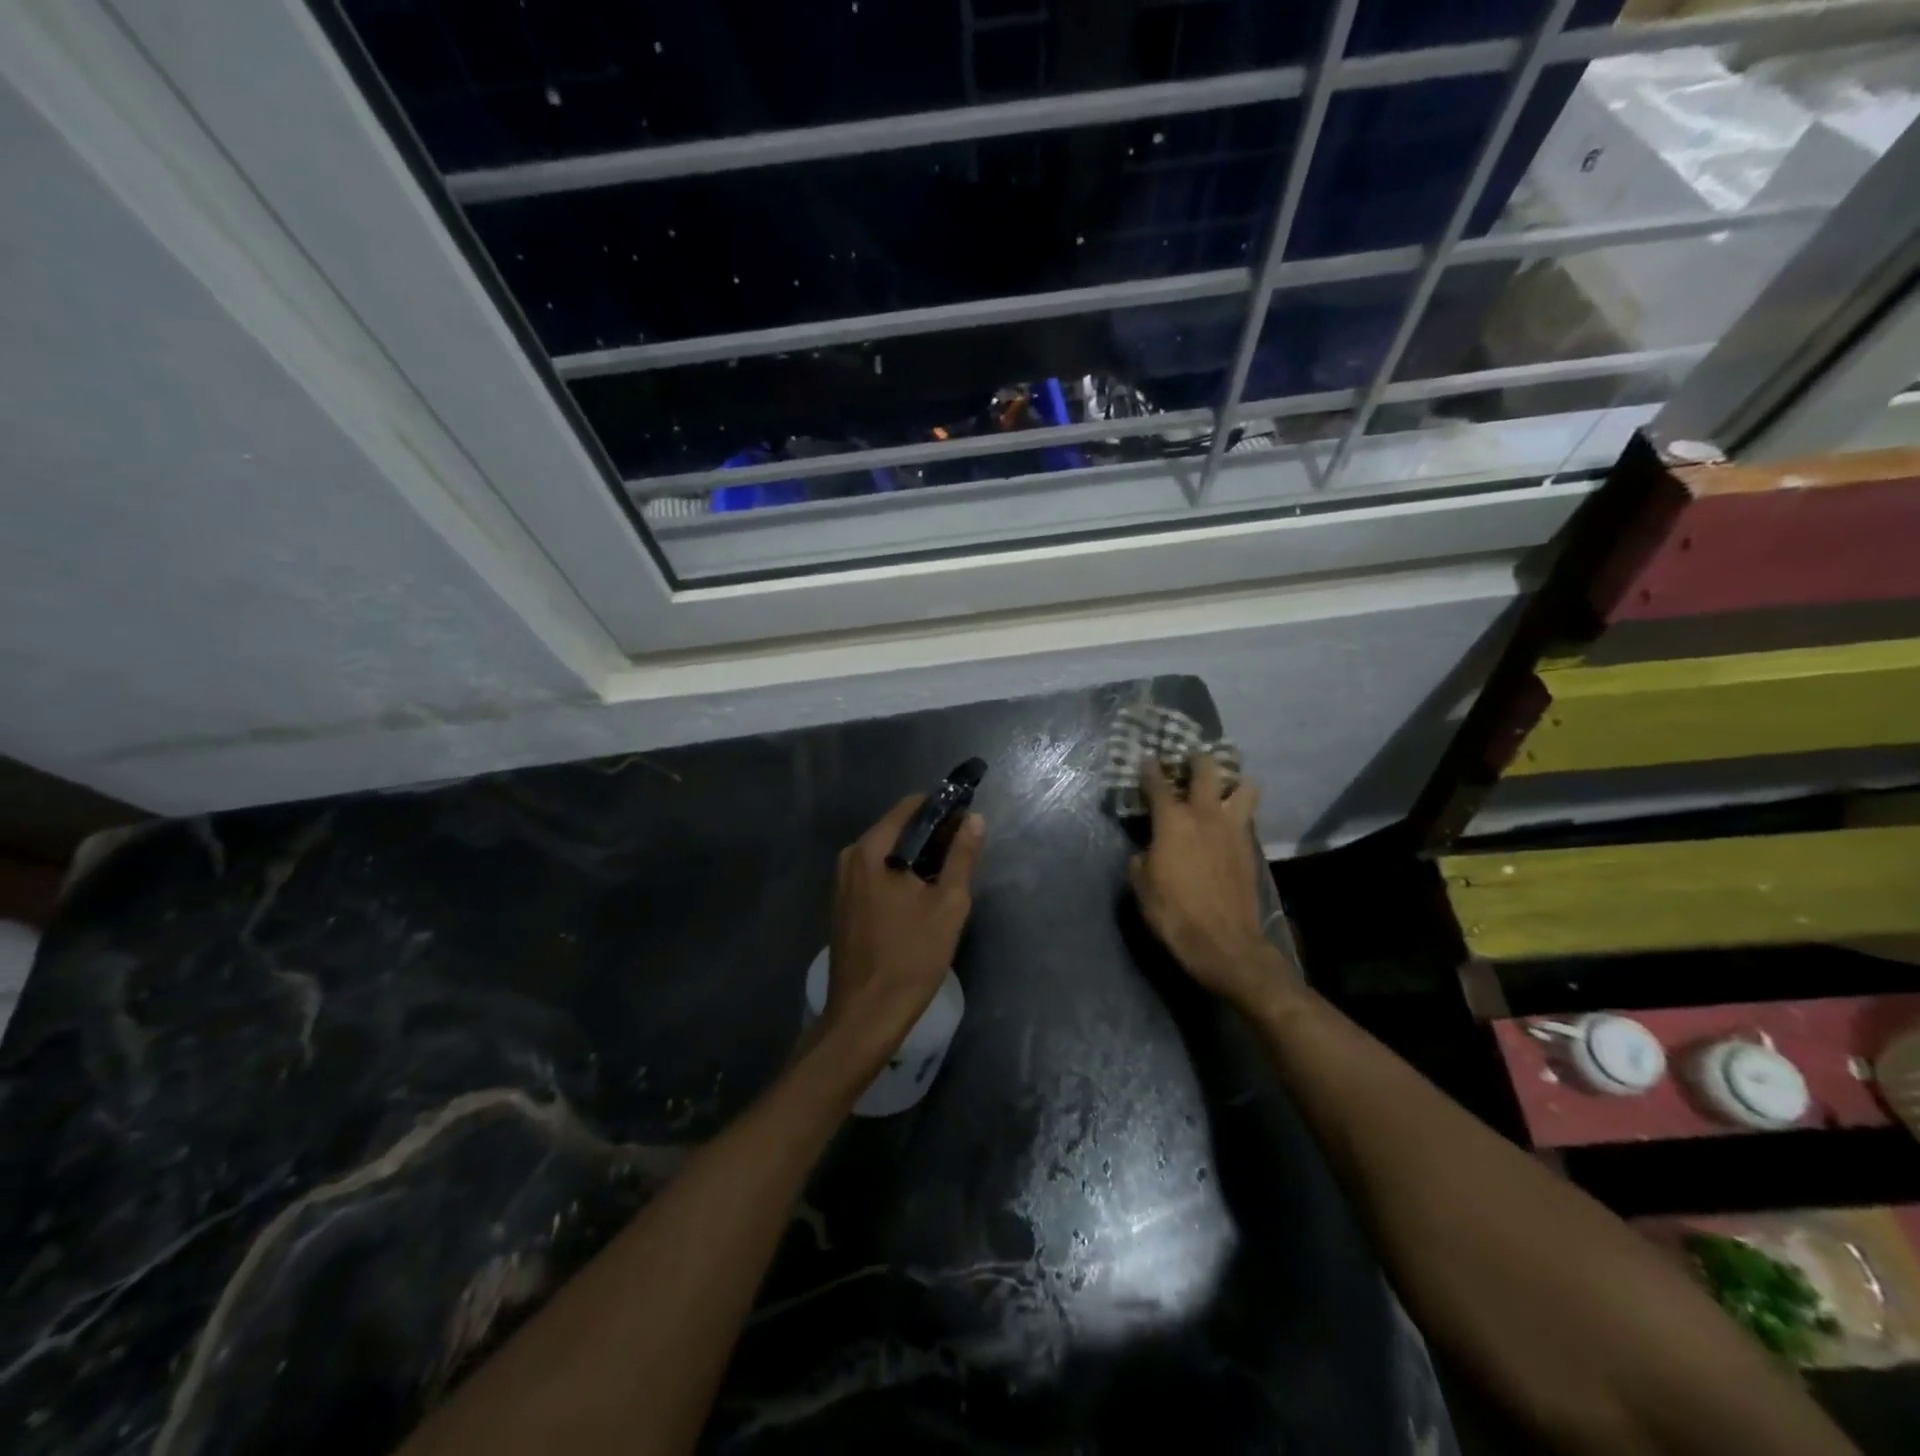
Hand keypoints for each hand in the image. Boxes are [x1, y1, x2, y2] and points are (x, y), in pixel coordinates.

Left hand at [823, 796, 984, 1061]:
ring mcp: (843, 881)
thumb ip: (962, 856)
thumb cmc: (911, 957)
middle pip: (898, 827)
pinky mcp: (844, 903)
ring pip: (887, 852)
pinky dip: (900, 873)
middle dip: (933, 834)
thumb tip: (974, 819)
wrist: (865, 1014)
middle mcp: (851, 857)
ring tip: (949, 876)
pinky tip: (922, 895)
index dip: (944, 808)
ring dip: (918, 856)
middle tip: (965, 853)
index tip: (969, 822)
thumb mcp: (948, 904)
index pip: (911, 806)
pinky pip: (876, 872)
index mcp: (872, 850)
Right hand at [1128, 755, 1287, 1006]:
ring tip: (1221, 787)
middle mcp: (1205, 815)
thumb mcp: (1141, 884)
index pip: (1158, 783)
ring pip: (1244, 786)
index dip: (1150, 768)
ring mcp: (1234, 829)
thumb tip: (1149, 848)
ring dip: (1233, 781)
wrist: (1224, 943)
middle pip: (1207, 769)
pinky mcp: (1250, 846)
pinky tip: (1229, 820)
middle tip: (1188, 760)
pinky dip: (1239, 810)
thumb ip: (1143, 857)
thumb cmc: (1173, 913)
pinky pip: (1248, 815)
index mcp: (1173, 821)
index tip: (1146, 759)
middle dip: (1196, 759)